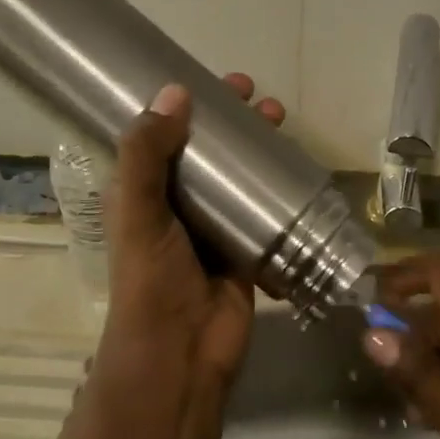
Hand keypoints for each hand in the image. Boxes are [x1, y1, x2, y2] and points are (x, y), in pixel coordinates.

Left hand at [95, 76, 285, 391]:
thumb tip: (175, 91)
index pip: (164, 135)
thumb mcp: (139, 212)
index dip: (187, 105)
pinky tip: (300, 166)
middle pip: (209, 150)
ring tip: (281, 121)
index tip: (216, 83)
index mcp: (144, 192)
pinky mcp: (247, 246)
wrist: (182, 355)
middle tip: (259, 101)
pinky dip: (280, 186)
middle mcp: (178, 203)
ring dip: (259, 146)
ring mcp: (215, 226)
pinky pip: (265, 207)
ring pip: (240, 174)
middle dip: (233, 122)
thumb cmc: (152, 279)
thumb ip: (146, 154)